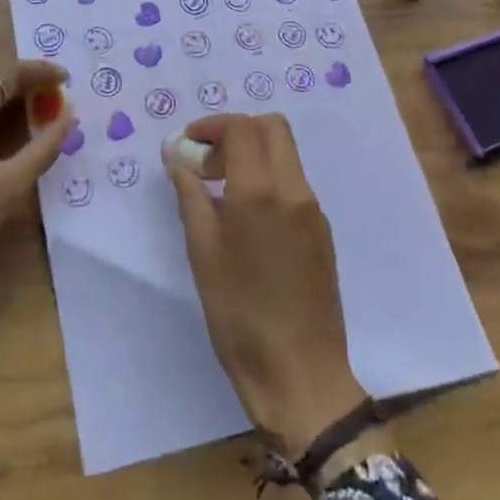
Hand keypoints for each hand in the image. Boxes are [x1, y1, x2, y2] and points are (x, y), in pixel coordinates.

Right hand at [162, 113, 369, 454]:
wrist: (300, 373)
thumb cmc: (239, 314)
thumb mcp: (202, 252)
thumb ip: (190, 195)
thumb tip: (177, 156)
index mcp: (261, 191)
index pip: (242, 128)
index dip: (212, 125)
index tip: (188, 144)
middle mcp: (294, 190)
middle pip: (272, 128)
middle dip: (236, 131)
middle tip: (207, 161)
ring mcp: (313, 210)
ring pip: (285, 154)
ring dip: (252, 154)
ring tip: (219, 191)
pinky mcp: (321, 231)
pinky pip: (293, 184)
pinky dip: (267, 179)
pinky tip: (245, 219)